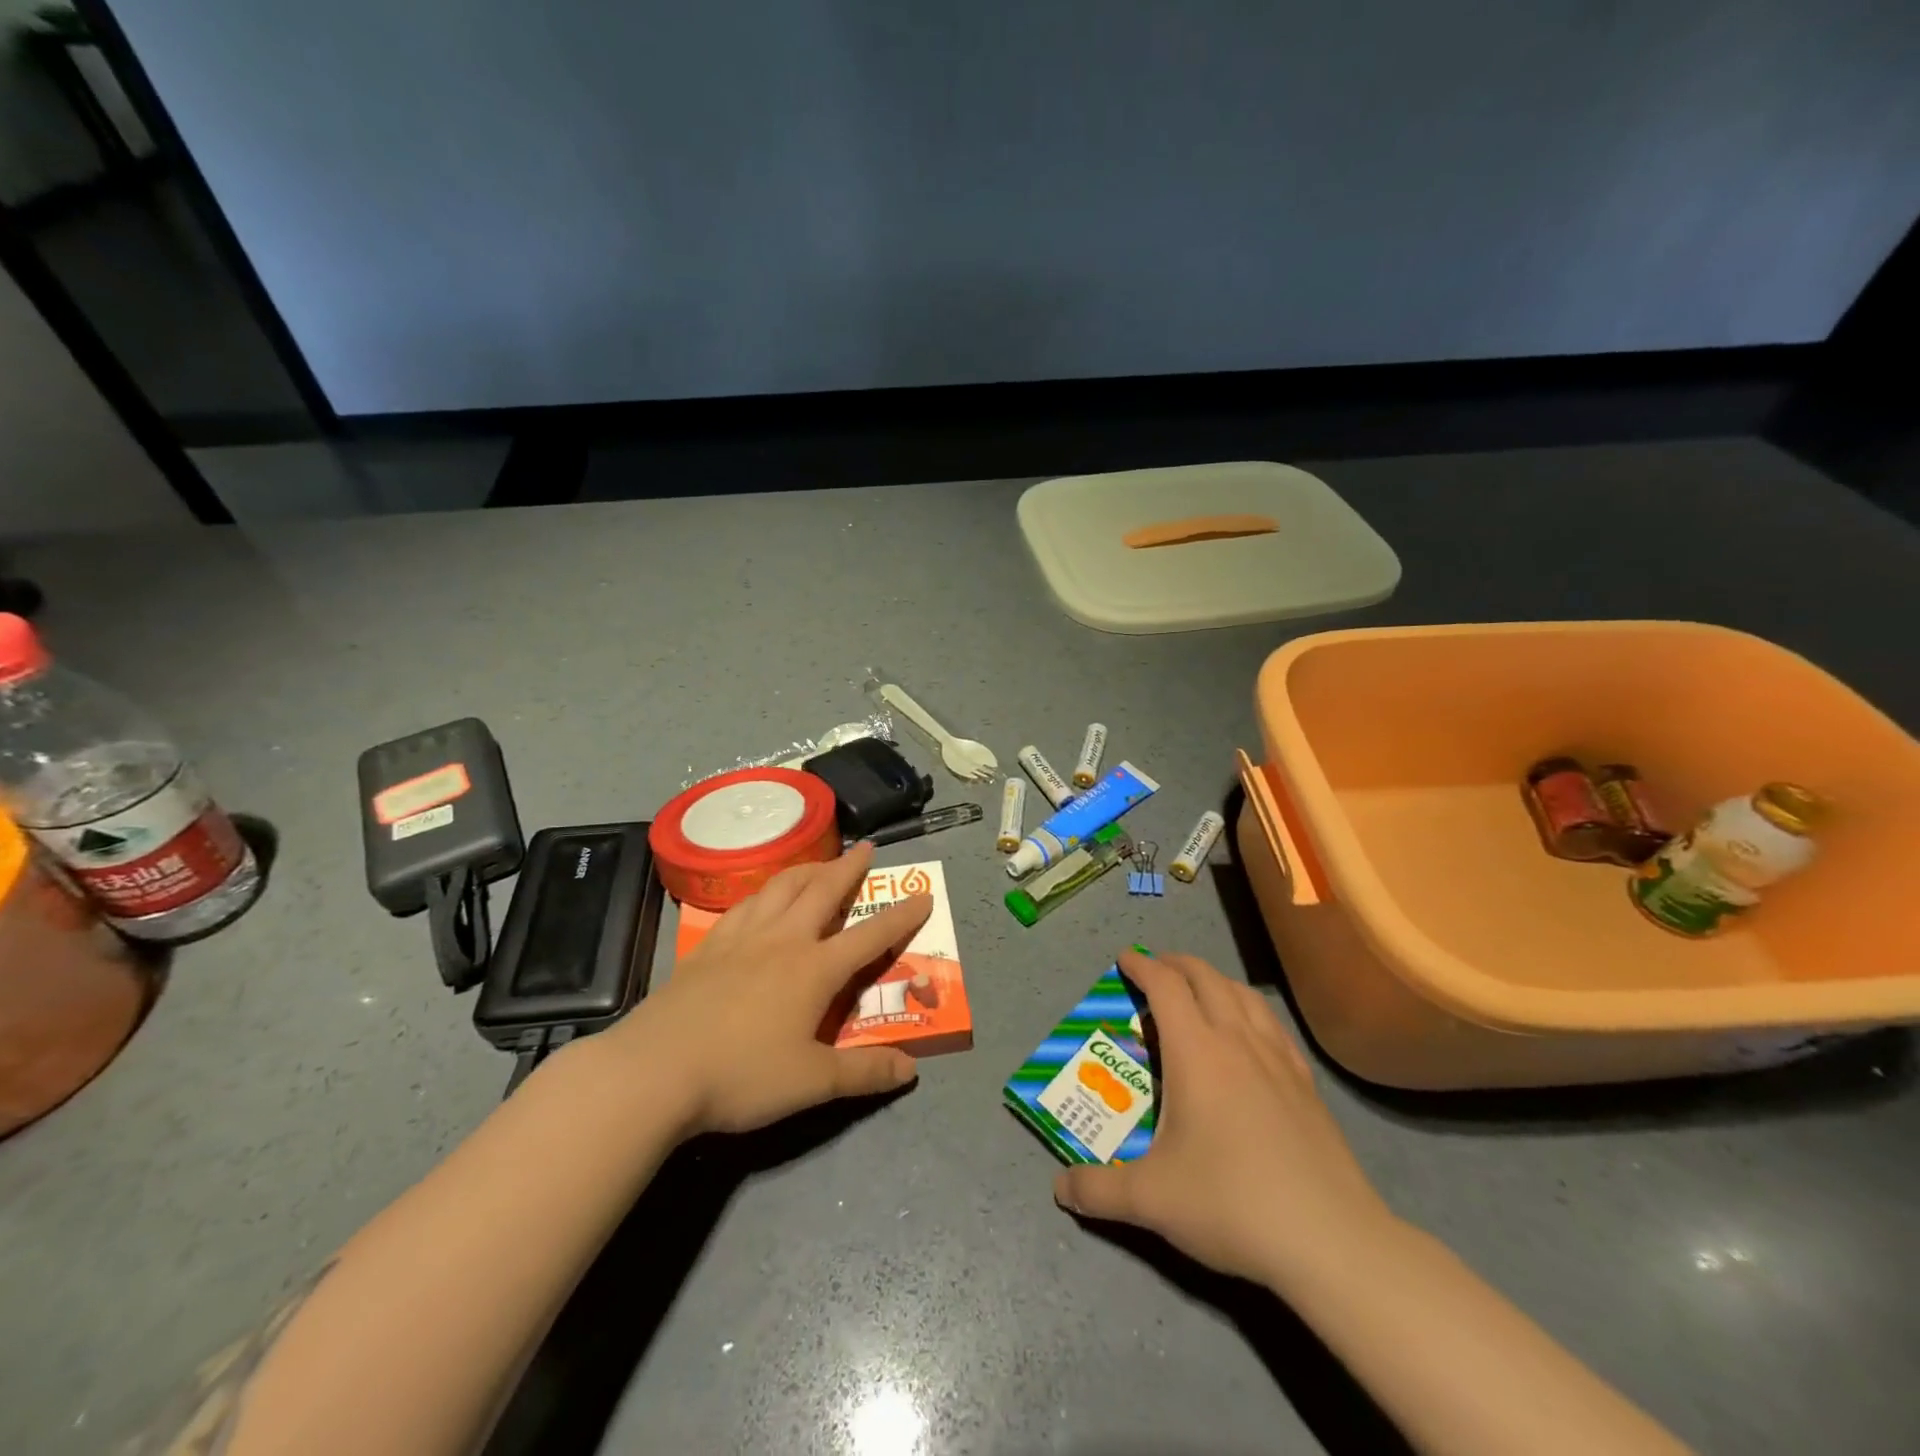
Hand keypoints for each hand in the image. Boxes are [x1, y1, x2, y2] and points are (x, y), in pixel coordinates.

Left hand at [614, 842, 931, 1136]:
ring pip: (781, 888)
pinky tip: (761, 899)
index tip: (924, 894)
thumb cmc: (741, 1074)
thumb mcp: (812, 1082)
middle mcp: (783, 940)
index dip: (901, 916)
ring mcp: (741, 938)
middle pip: (822, 891)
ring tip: (818, 864)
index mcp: (814, 968)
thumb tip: (911, 1069)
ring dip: (806, 870)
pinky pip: (744, 905)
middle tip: (866, 848)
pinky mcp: (707, 947)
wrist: (655, 1070)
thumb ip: (864, 1073)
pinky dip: (763, 892)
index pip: (870, 935)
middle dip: (849, 868)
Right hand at [1054, 950, 1397, 1290]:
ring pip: (1242, 994)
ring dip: (1214, 980)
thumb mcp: (1152, 1200)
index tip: (1125, 959)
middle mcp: (1237, 1040)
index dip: (1142, 966)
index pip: (1165, 987)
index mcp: (1197, 1052)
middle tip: (1155, 970)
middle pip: (1205, 977)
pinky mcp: (1306, 1082)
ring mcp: (1277, 1058)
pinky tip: (1249, 1033)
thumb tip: (1061, 1189)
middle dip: (1176, 964)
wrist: (1332, 1240)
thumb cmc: (1233, 1203)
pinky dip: (1249, 1009)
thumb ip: (1098, 1191)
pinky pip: (1271, 1024)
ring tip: (1198, 992)